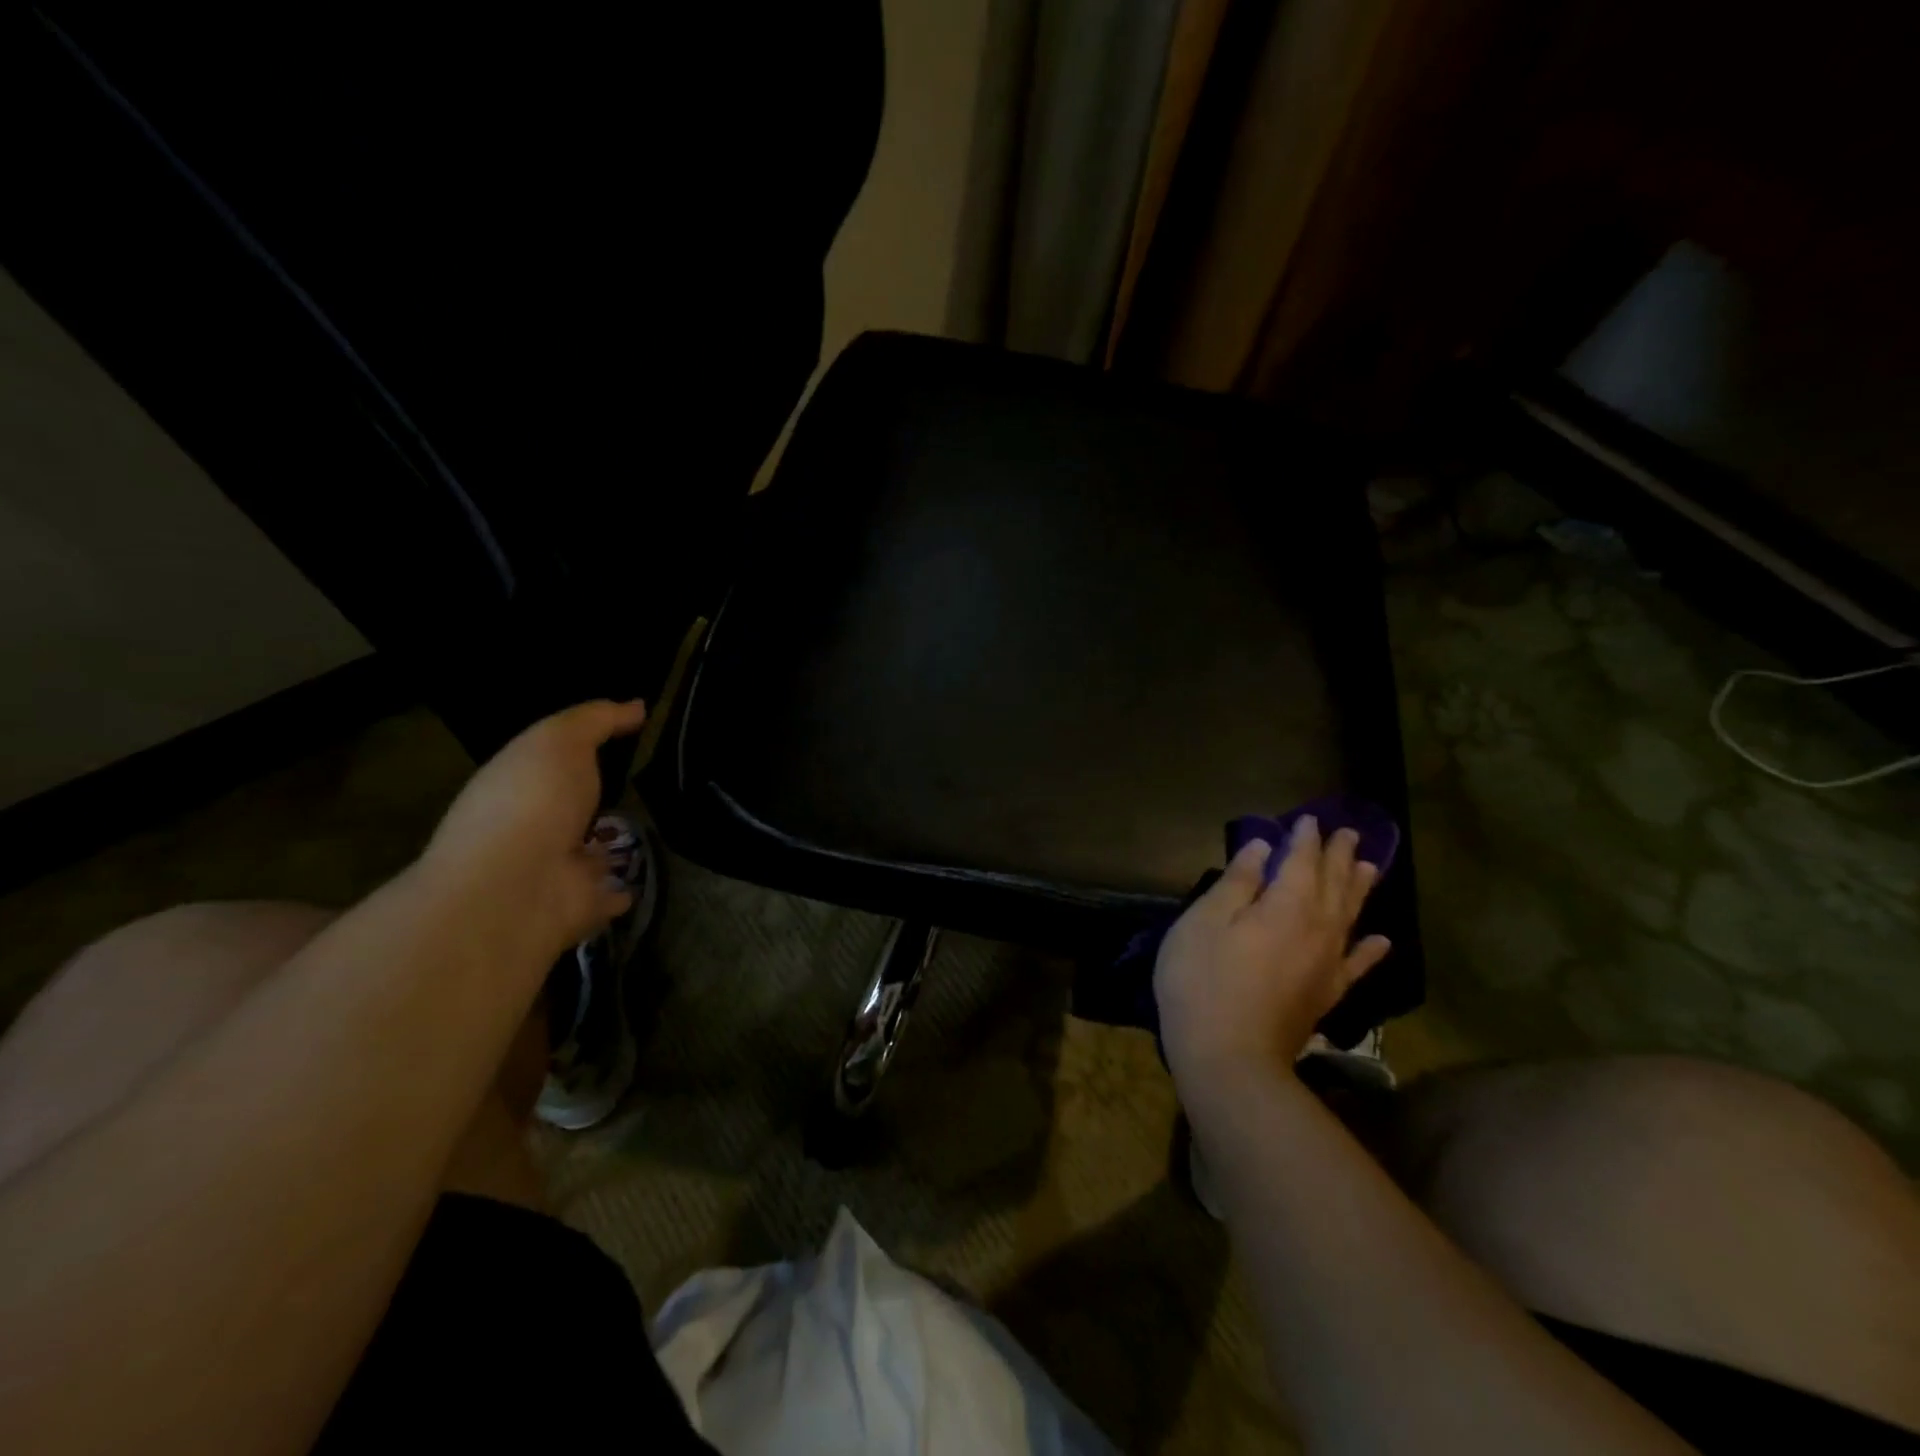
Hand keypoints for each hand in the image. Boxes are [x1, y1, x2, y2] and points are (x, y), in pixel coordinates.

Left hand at [421, 699, 645, 955]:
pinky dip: (620, 890)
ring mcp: (554, 869)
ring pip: (586, 851)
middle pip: (569, 808)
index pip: (549, 761)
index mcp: (518, 784)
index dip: (578, 748)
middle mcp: (532, 827)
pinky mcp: (581, 905)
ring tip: (645, 831)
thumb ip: (597, 720)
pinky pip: (608, 894)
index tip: (620, 736)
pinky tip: (638, 883)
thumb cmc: (532, 801)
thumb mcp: (560, 741)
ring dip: (606, 846)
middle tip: (637, 784)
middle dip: (593, 798)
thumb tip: (637, 705)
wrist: (517, 887)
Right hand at [1154, 816, 1390, 1092]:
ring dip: (1359, 889)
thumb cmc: (1203, 981)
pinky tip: (1381, 940)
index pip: (1302, 862)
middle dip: (1339, 857)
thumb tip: (1262, 848)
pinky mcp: (1327, 995)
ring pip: (1351, 917)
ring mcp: (1327, 965)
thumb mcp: (1205, 922)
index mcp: (1287, 906)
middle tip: (1348, 833)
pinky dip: (1371, 949)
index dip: (1304, 839)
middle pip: (1334, 885)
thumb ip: (1237, 883)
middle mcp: (1318, 929)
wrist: (1229, 1058)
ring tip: (1370, 867)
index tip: (1308, 819)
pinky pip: (1357, 964)